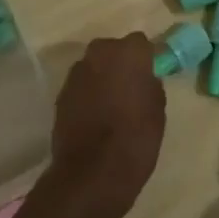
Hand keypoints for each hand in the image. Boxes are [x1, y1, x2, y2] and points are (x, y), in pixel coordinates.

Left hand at [44, 34, 166, 217]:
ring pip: (94, 67)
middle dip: (120, 64)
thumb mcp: (157, 110)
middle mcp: (99, 53)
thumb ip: (150, 85)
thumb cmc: (135, 138)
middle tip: (129, 88)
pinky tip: (94, 117)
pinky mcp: (61, 94)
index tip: (149, 75)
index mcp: (128, 52)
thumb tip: (144, 79)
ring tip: (110, 105)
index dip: (145, 58)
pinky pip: (80, 87)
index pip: (140, 43)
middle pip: (113, 50)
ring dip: (101, 78)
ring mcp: (76, 73)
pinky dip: (87, 95)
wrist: (92, 174)